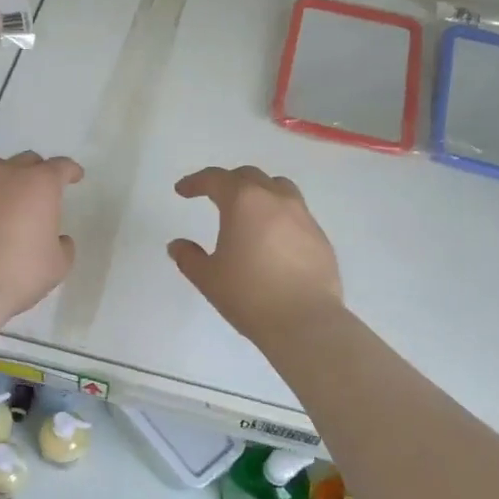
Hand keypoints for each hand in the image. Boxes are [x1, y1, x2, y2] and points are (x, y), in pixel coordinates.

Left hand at [0, 153, 82, 324]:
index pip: (61, 167)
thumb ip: (63, 244)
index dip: (71, 171)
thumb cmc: (19, 275)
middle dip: (38, 173)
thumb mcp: (58, 265)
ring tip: (8, 201)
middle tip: (41, 194)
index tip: (75, 177)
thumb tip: (57, 238)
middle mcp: (8, 173)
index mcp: (40, 184)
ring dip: (8, 179)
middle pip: (28, 161)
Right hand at [168, 166, 342, 342]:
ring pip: (278, 188)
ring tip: (248, 211)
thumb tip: (178, 245)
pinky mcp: (320, 236)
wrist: (306, 322)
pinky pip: (295, 213)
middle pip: (249, 176)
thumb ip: (189, 257)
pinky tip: (272, 239)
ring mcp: (303, 216)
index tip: (182, 191)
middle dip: (227, 182)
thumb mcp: (208, 278)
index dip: (195, 182)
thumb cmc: (249, 295)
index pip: (215, 179)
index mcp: (244, 202)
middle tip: (213, 197)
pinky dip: (278, 215)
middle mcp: (275, 199)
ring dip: (258, 192)